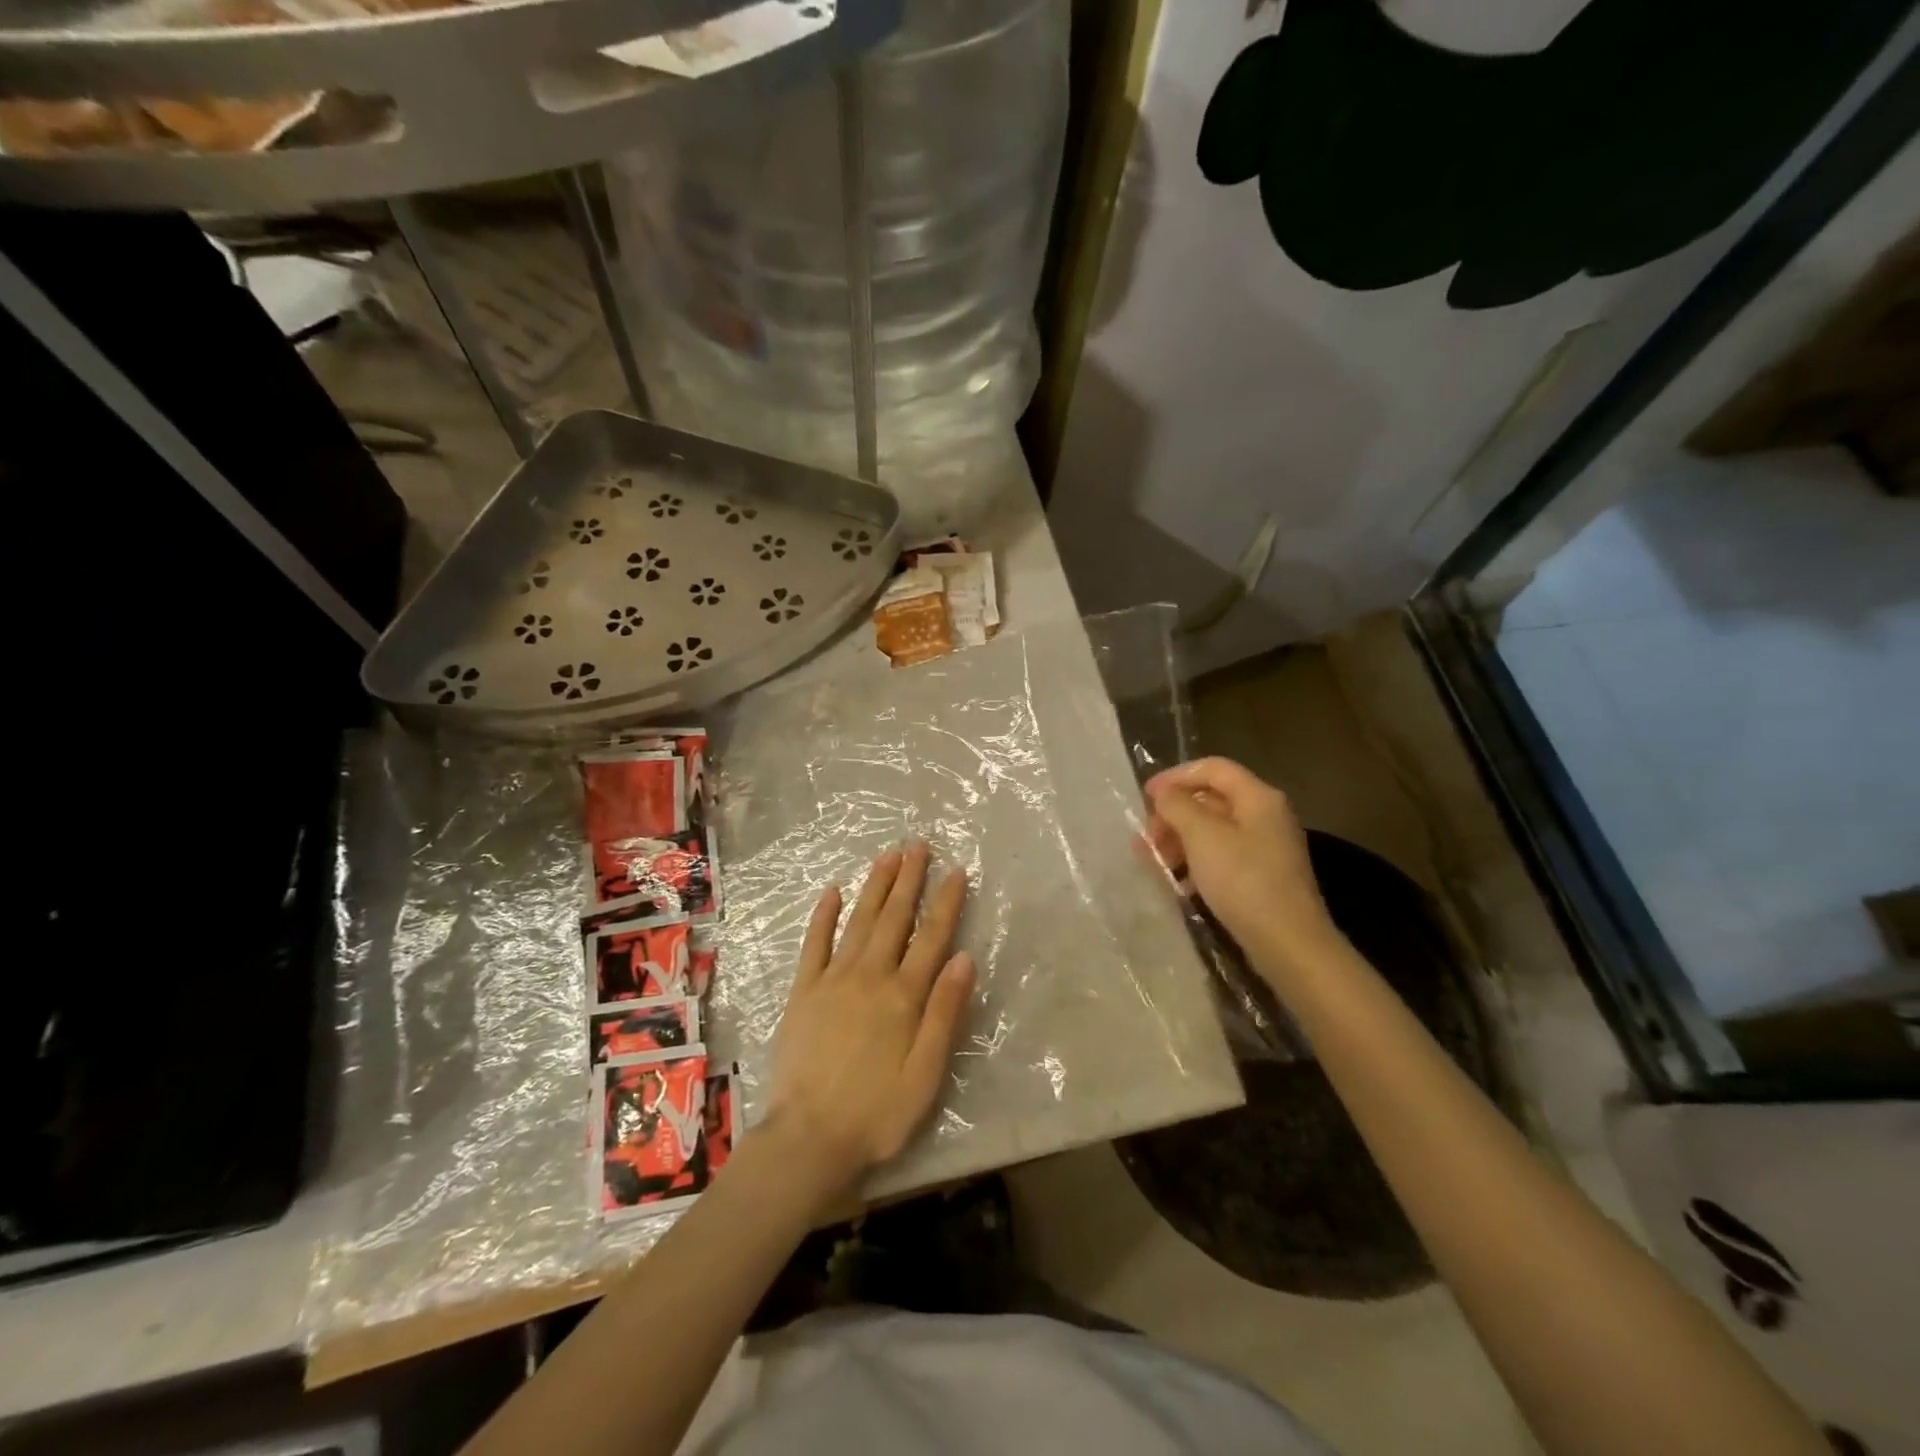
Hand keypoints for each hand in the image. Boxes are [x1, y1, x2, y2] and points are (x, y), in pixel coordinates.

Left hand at [767, 843, 973, 1203]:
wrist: (808, 1138)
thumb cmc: (877, 1112)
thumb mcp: (926, 1073)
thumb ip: (945, 1013)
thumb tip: (964, 957)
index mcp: (903, 996)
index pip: (931, 938)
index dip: (946, 903)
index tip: (956, 871)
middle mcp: (870, 976)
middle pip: (894, 918)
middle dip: (909, 879)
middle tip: (918, 845)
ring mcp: (833, 980)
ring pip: (859, 921)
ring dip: (875, 886)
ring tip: (887, 856)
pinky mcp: (804, 991)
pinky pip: (814, 944)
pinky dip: (824, 916)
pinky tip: (832, 892)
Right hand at [1143, 757, 1337, 976]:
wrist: (1288, 943)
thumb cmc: (1243, 880)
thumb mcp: (1202, 836)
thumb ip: (1177, 806)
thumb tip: (1165, 794)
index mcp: (1258, 797)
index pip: (1212, 768)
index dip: (1176, 776)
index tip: (1145, 796)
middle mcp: (1265, 816)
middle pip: (1211, 800)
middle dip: (1174, 814)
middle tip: (1147, 837)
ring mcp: (1265, 848)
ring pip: (1213, 831)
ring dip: (1179, 841)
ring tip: (1153, 861)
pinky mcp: (1261, 877)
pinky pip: (1221, 857)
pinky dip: (1196, 863)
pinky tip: (1177, 883)